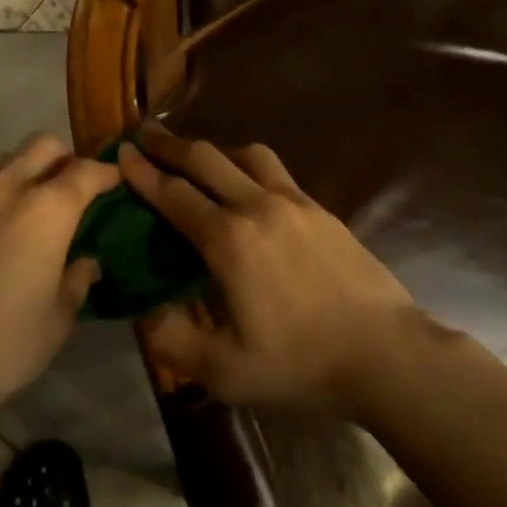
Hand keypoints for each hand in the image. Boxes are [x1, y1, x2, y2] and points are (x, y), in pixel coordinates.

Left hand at [0, 134, 118, 422]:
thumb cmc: (3, 346)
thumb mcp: (57, 320)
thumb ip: (77, 280)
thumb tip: (85, 262)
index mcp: (46, 211)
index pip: (85, 171)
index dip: (105, 173)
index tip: (114, 182)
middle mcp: (5, 189)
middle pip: (42, 145)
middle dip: (64, 158)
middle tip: (70, 190)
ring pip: (3, 161)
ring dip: (24, 173)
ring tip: (27, 210)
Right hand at [118, 124, 417, 413]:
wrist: (386, 354)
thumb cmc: (301, 364)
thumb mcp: (224, 372)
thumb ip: (172, 340)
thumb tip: (144, 310)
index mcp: (228, 241)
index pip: (173, 194)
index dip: (142, 173)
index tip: (120, 152)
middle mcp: (257, 207)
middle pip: (205, 160)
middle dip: (169, 145)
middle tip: (144, 135)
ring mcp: (294, 203)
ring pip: (245, 155)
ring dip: (214, 151)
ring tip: (198, 161)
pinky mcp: (320, 209)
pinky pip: (275, 171)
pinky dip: (248, 166)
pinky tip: (248, 188)